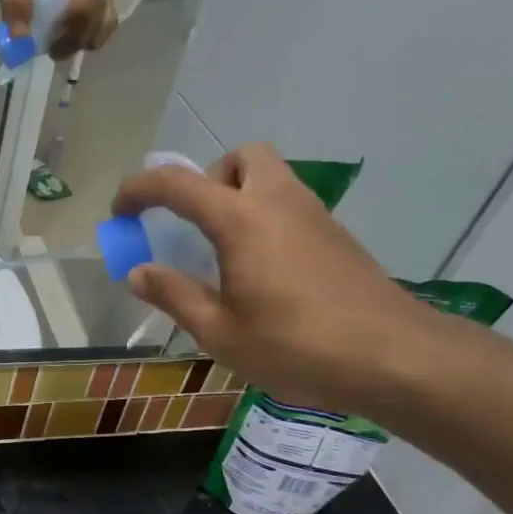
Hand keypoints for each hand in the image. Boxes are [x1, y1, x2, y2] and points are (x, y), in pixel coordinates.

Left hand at [1, 0, 115, 57]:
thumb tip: (18, 40)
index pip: (85, 10)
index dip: (65, 34)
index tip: (44, 46)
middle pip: (97, 26)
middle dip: (70, 44)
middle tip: (47, 47)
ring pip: (101, 31)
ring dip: (78, 44)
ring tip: (56, 42)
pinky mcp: (100, 3)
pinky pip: (98, 29)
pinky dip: (81, 39)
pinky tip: (64, 36)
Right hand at [112, 143, 434, 411]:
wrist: (392, 356)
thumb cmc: (295, 345)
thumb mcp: (219, 331)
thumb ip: (174, 295)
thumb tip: (138, 272)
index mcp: (241, 220)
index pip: (177, 184)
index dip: (139, 190)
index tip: (120, 214)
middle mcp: (278, 202)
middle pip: (241, 157)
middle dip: (208, 179)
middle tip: (194, 225)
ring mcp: (313, 216)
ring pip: (270, 177)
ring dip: (237, 197)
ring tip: (223, 254)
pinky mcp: (335, 236)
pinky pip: (289, 205)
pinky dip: (264, 219)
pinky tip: (261, 272)